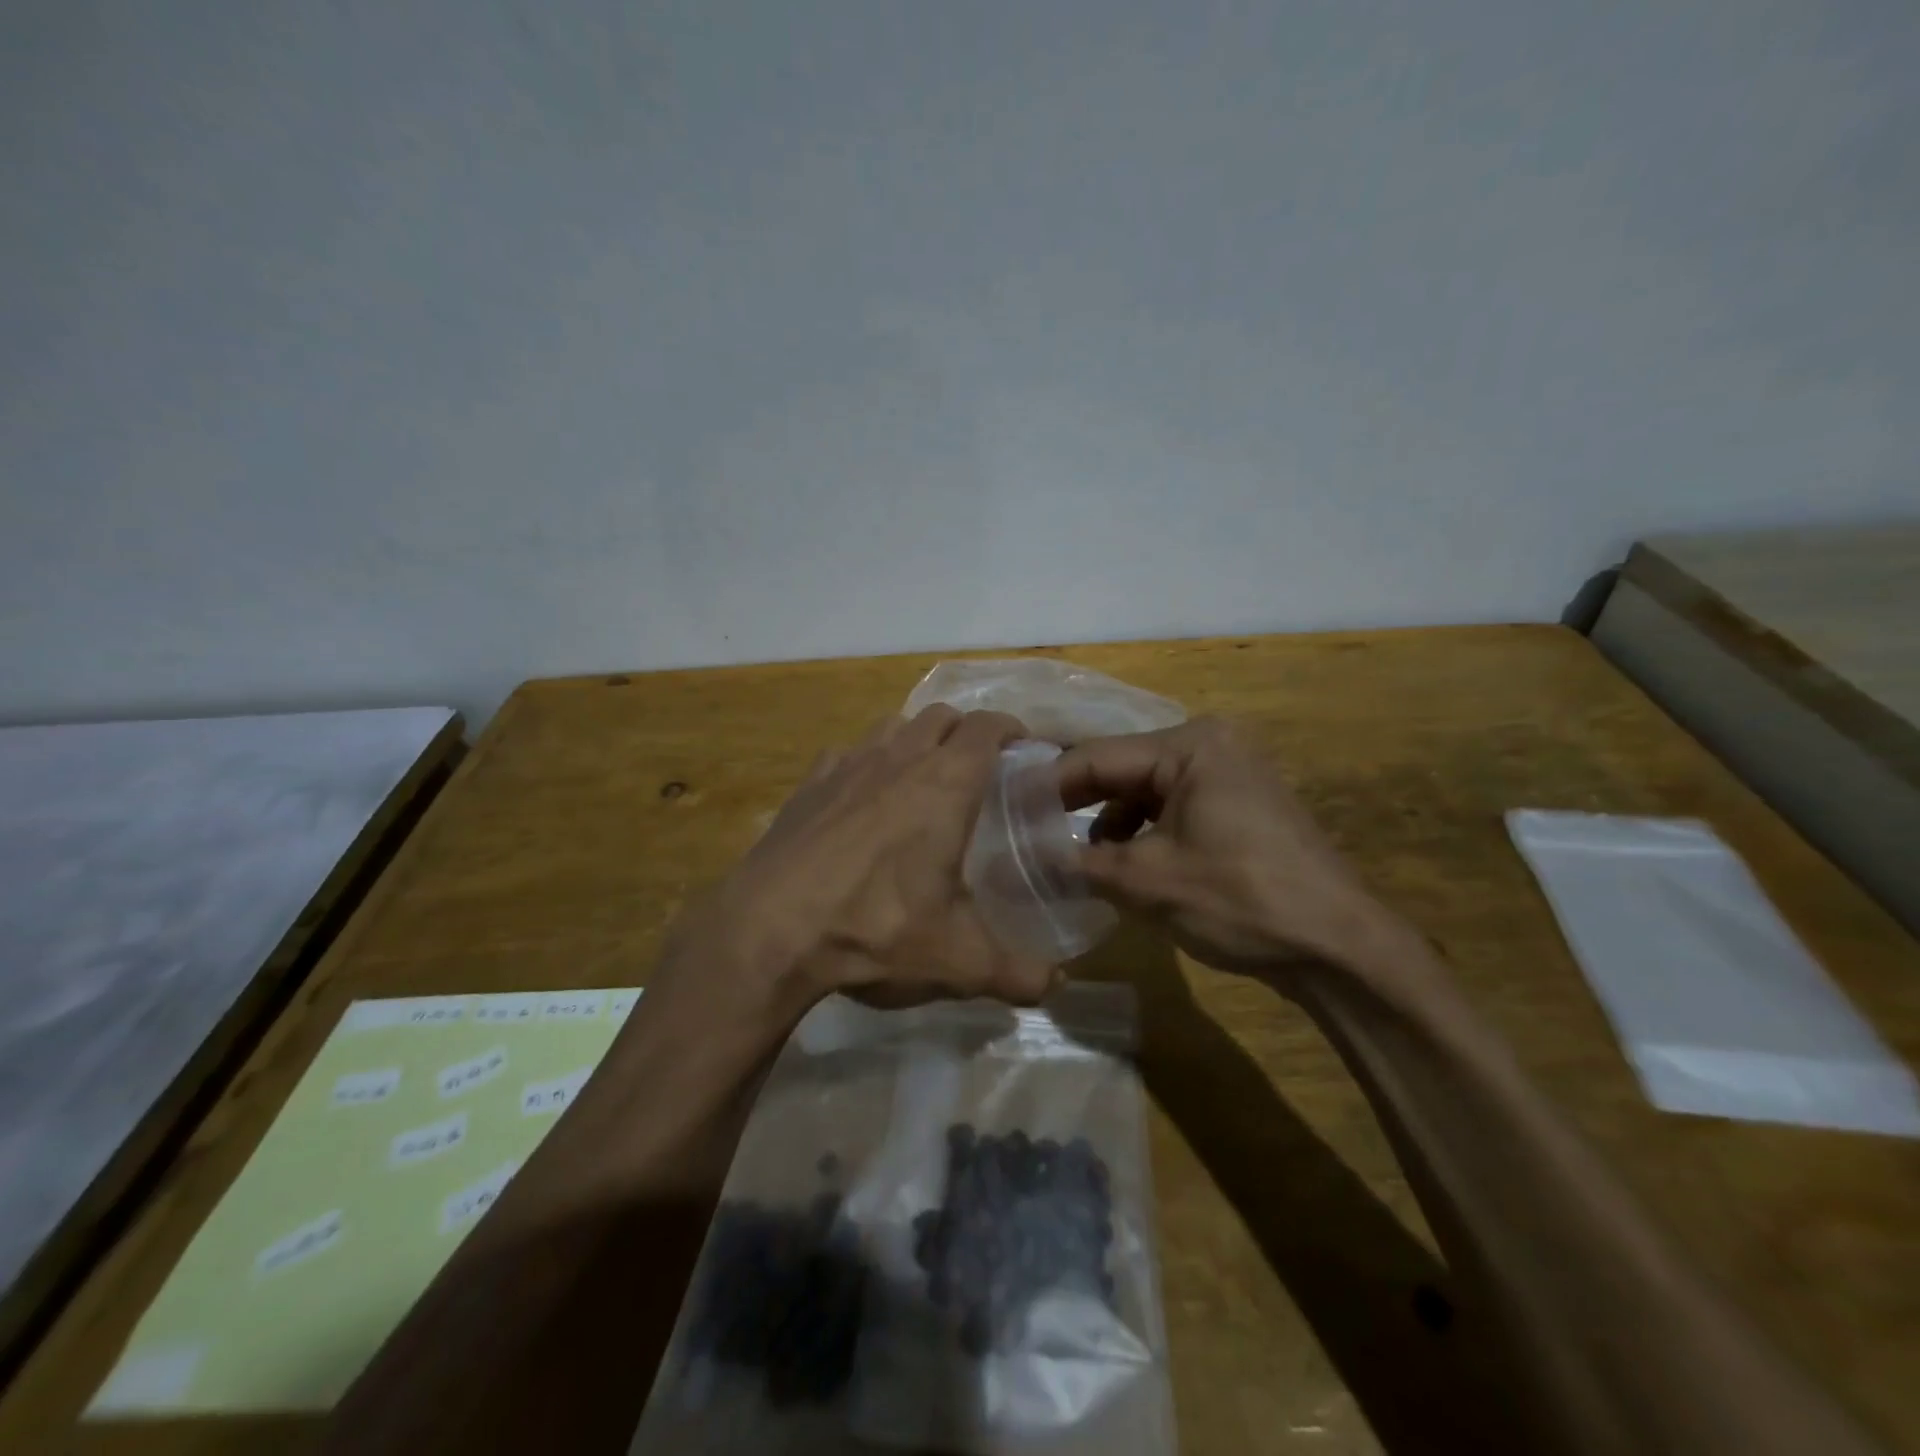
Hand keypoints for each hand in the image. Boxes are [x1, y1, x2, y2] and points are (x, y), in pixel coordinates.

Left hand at [660, 706, 1059, 1016]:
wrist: (770, 930)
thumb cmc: (876, 930)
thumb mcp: (958, 961)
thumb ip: (1016, 973)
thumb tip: (1054, 986)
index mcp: (946, 784)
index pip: (988, 727)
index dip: (1012, 730)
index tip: (1024, 750)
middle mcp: (900, 759)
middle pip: (942, 716)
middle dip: (966, 732)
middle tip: (978, 769)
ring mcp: (848, 764)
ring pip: (894, 726)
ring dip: (916, 740)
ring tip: (922, 779)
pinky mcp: (809, 783)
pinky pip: (848, 753)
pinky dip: (867, 762)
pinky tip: (862, 800)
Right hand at [1055, 717, 1405, 976]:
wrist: (1340, 948)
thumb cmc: (1241, 900)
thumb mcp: (1148, 882)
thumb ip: (1080, 863)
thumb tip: (1025, 861)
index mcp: (1189, 746)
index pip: (1097, 757)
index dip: (1047, 786)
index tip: (1005, 809)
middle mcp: (1210, 744)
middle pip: (1121, 769)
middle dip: (1076, 803)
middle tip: (1027, 830)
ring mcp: (1230, 772)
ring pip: (1145, 790)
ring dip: (1108, 821)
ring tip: (1075, 857)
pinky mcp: (1239, 803)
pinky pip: (1173, 806)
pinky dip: (1143, 831)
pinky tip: (1125, 864)